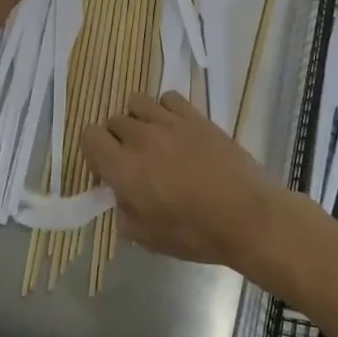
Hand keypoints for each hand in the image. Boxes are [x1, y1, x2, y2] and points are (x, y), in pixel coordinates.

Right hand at [83, 91, 293, 271]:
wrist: (248, 217)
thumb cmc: (196, 234)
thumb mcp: (148, 239)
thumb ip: (124, 213)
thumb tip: (122, 195)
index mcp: (123, 168)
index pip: (89, 137)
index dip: (94, 152)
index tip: (108, 170)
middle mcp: (140, 138)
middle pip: (113, 121)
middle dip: (118, 140)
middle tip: (136, 162)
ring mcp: (169, 123)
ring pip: (137, 103)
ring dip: (139, 120)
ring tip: (155, 140)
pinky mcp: (195, 116)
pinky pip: (167, 98)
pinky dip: (166, 110)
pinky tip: (177, 130)